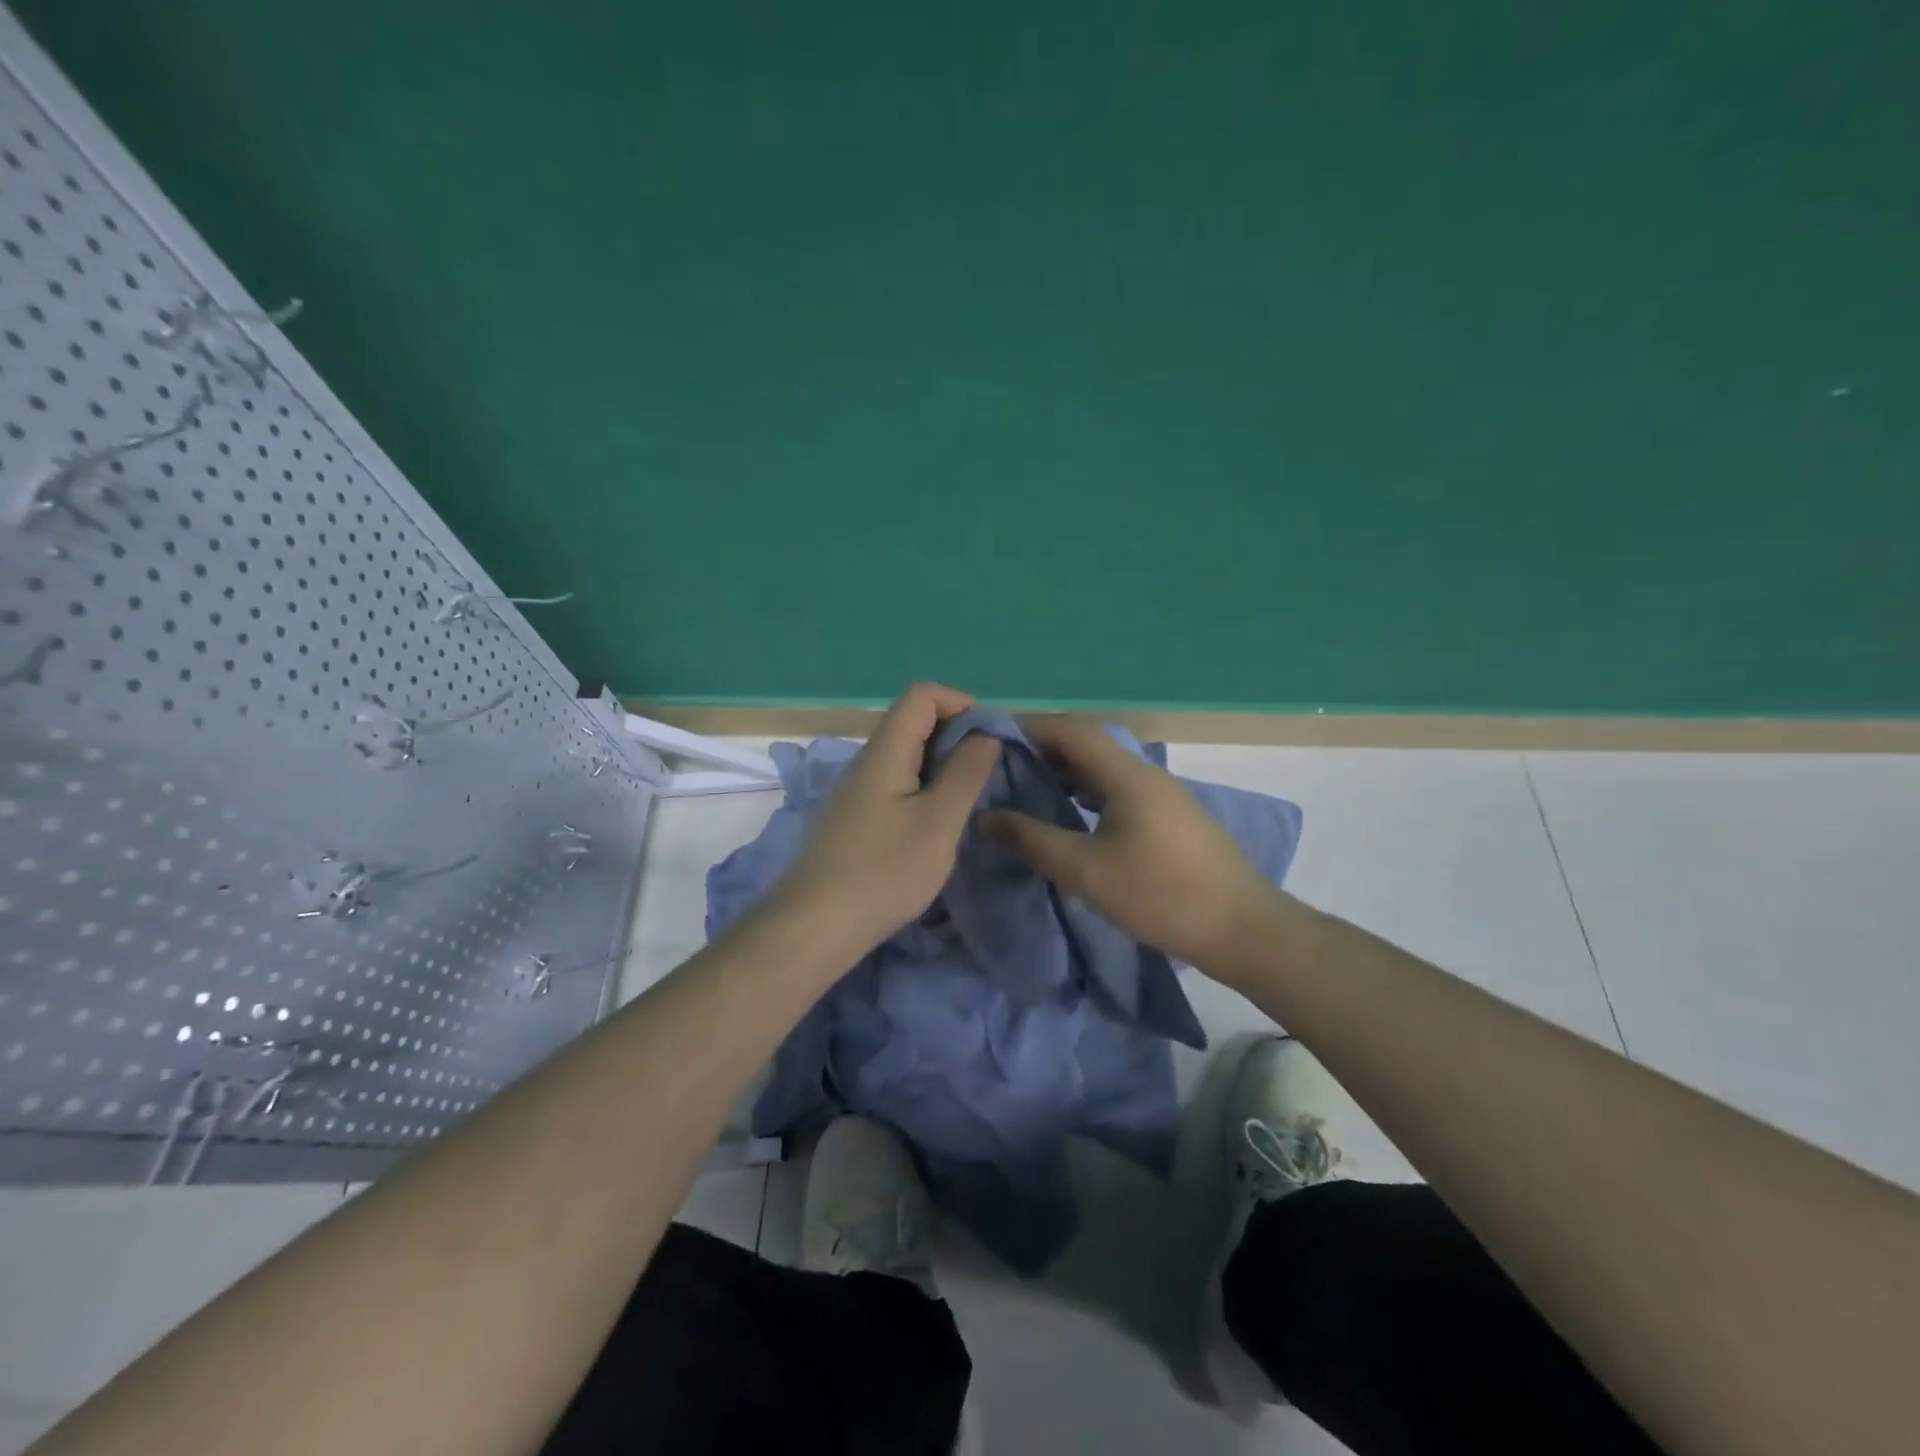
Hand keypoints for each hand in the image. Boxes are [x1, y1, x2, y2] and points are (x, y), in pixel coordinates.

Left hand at [773, 682, 1000, 955]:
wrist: (815, 925)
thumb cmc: (884, 871)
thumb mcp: (939, 822)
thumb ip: (965, 773)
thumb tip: (984, 735)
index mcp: (886, 750)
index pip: (923, 694)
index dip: (962, 703)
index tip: (990, 740)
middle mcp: (866, 760)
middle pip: (914, 722)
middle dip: (957, 736)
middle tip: (986, 774)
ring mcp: (856, 790)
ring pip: (905, 756)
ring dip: (942, 766)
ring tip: (967, 802)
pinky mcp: (853, 818)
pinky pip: (895, 784)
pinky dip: (923, 790)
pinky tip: (935, 827)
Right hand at [983, 716, 1274, 970]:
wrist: (1241, 928)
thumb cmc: (1160, 894)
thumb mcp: (1086, 871)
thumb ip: (1032, 840)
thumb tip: (986, 817)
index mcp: (1125, 774)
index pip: (1069, 731)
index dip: (1028, 727)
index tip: (990, 738)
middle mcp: (1145, 773)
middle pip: (1087, 744)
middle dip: (1043, 748)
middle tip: (1001, 766)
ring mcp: (1162, 794)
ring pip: (1104, 767)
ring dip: (1066, 771)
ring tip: (1028, 788)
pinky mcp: (1170, 816)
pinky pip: (1118, 788)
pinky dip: (1087, 791)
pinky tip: (1071, 815)